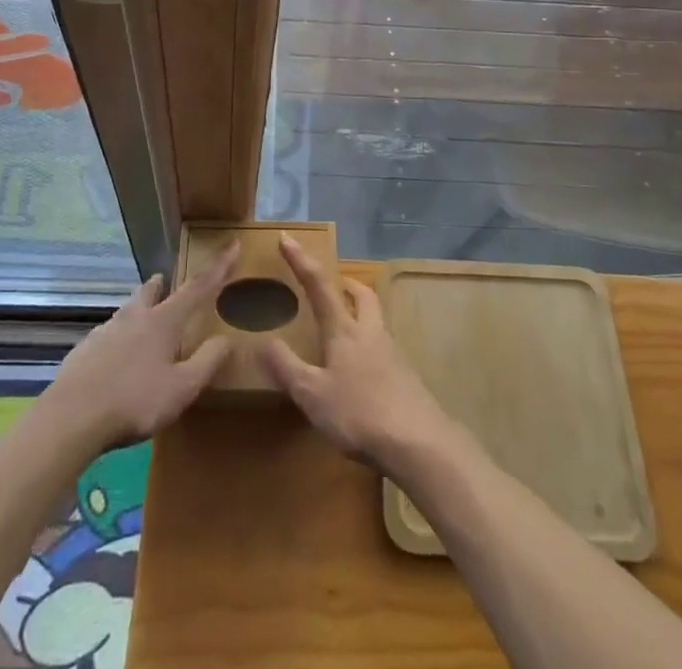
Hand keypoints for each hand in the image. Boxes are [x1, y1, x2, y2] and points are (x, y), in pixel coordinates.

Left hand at [41, 241, 239, 454]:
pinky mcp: (84, 350)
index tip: (232, 243)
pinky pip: (106, 336)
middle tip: (165, 281)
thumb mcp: (182, 388)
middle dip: (162, 284)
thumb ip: (207, 362)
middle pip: (150, 291)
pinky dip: (117, 339)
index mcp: (163, 321)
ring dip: (137, 309)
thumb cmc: (134, 401)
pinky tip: (114, 359)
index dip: (218, 267)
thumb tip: (227, 338)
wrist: (71, 418)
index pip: (198, 287)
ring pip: (126, 311)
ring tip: (141, 319)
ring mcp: (105, 331)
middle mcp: (134, 317)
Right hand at [262, 234, 456, 472]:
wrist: (418, 443)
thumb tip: (263, 340)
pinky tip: (363, 370)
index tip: (286, 238)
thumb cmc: (360, 413)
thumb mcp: (312, 394)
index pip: (319, 285)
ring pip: (376, 319)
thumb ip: (287, 367)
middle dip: (347, 283)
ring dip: (361, 312)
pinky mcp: (406, 377)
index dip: (300, 261)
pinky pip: (384, 348)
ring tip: (346, 327)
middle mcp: (370, 332)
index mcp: (344, 330)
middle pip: (363, 295)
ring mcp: (393, 353)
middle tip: (336, 284)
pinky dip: (370, 346)